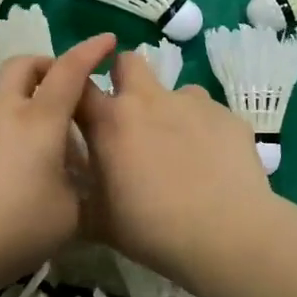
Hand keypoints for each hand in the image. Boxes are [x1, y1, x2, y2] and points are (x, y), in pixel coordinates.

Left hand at [0, 34, 115, 287]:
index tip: (108, 39)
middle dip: (49, 65)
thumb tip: (74, 178)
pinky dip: (15, 130)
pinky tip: (24, 171)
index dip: (91, 50)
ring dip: (33, 104)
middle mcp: (6, 114)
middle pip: (24, 65)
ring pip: (8, 97)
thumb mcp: (70, 214)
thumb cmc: (17, 227)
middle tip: (69, 90)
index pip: (69, 70)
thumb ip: (80, 186)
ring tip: (53, 150)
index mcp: (40, 120)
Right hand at [75, 49, 275, 283]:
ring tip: (180, 149)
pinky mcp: (228, 116)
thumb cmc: (152, 230)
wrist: (225, 235)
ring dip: (170, 111)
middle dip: (124, 77)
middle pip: (128, 61)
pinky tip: (213, 165)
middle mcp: (149, 100)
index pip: (78, 84)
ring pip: (175, 91)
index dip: (74, 89)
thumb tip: (68, 191)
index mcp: (110, 121)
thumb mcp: (98, 222)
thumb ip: (80, 195)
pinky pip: (209, 114)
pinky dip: (204, 131)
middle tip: (129, 115)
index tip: (78, 105)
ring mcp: (192, 103)